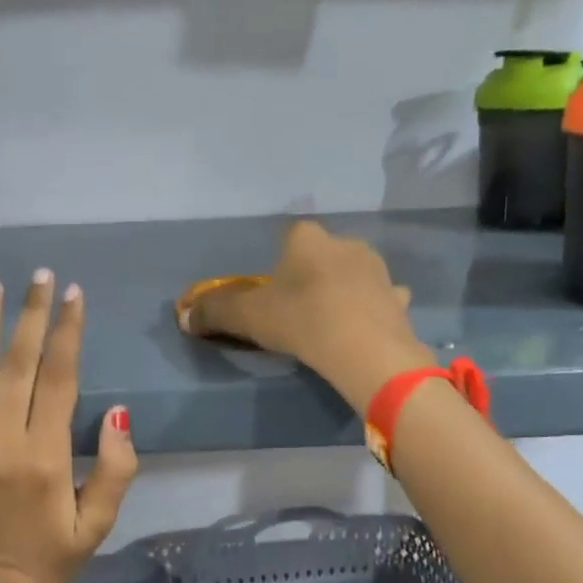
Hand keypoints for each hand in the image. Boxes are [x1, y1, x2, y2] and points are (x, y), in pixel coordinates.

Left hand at [0, 271, 136, 582]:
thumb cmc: (50, 557)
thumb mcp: (99, 522)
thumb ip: (117, 467)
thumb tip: (118, 411)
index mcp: (46, 455)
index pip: (60, 377)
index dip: (68, 332)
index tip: (73, 294)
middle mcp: (2, 442)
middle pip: (18, 364)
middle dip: (31, 315)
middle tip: (38, 276)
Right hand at [182, 221, 432, 411]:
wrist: (363, 347)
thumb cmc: (300, 319)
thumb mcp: (246, 316)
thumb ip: (214, 312)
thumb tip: (184, 316)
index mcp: (307, 239)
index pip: (290, 235)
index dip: (280, 260)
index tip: (274, 288)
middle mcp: (344, 243)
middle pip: (323, 252)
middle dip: (313, 272)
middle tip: (299, 306)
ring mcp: (377, 270)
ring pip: (355, 273)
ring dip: (345, 288)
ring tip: (332, 318)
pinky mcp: (397, 299)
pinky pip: (382, 298)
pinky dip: (373, 308)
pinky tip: (364, 327)